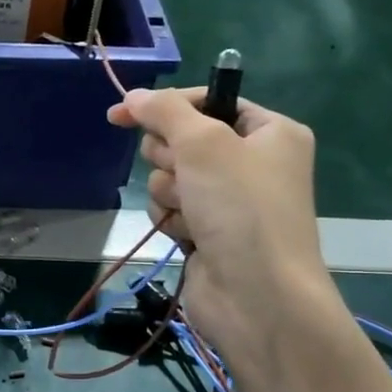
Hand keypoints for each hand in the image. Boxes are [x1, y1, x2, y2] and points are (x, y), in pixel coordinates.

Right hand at [108, 87, 334, 361]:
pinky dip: (172, 220)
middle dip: (172, 159)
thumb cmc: (240, 209)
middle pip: (183, 140)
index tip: (122, 114)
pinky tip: (188, 236)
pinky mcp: (209, 233)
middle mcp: (253, 163)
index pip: (208, 101)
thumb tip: (132, 96)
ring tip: (193, 214)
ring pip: (171, 178)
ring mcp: (229, 201)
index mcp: (270, 132)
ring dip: (171, 194)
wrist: (257, 296)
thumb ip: (164, 111)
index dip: (166, 107)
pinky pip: (171, 210)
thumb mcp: (204, 144)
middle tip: (184, 176)